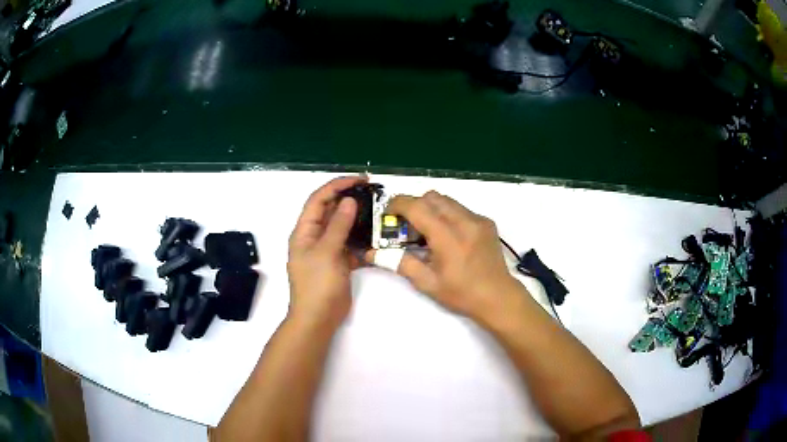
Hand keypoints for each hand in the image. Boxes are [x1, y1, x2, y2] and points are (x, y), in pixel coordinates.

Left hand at [287, 176, 365, 327]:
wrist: (318, 318)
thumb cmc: (317, 285)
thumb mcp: (326, 253)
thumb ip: (338, 226)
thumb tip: (349, 200)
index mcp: (304, 231)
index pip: (319, 199)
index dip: (337, 185)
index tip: (360, 179)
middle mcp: (314, 236)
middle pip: (331, 210)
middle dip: (350, 198)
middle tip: (374, 192)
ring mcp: (327, 250)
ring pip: (343, 227)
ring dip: (358, 218)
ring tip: (379, 210)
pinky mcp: (338, 262)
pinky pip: (351, 244)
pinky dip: (362, 240)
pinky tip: (377, 237)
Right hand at [368, 191, 526, 322]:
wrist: (498, 297)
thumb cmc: (461, 293)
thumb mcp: (427, 282)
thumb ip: (399, 262)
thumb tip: (371, 254)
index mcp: (447, 236)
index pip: (417, 206)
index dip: (397, 205)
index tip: (388, 214)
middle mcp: (464, 220)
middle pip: (431, 197)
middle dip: (414, 206)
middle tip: (408, 227)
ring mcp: (478, 219)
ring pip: (447, 200)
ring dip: (431, 209)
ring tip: (428, 233)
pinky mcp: (487, 222)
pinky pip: (461, 209)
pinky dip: (448, 215)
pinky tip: (449, 237)